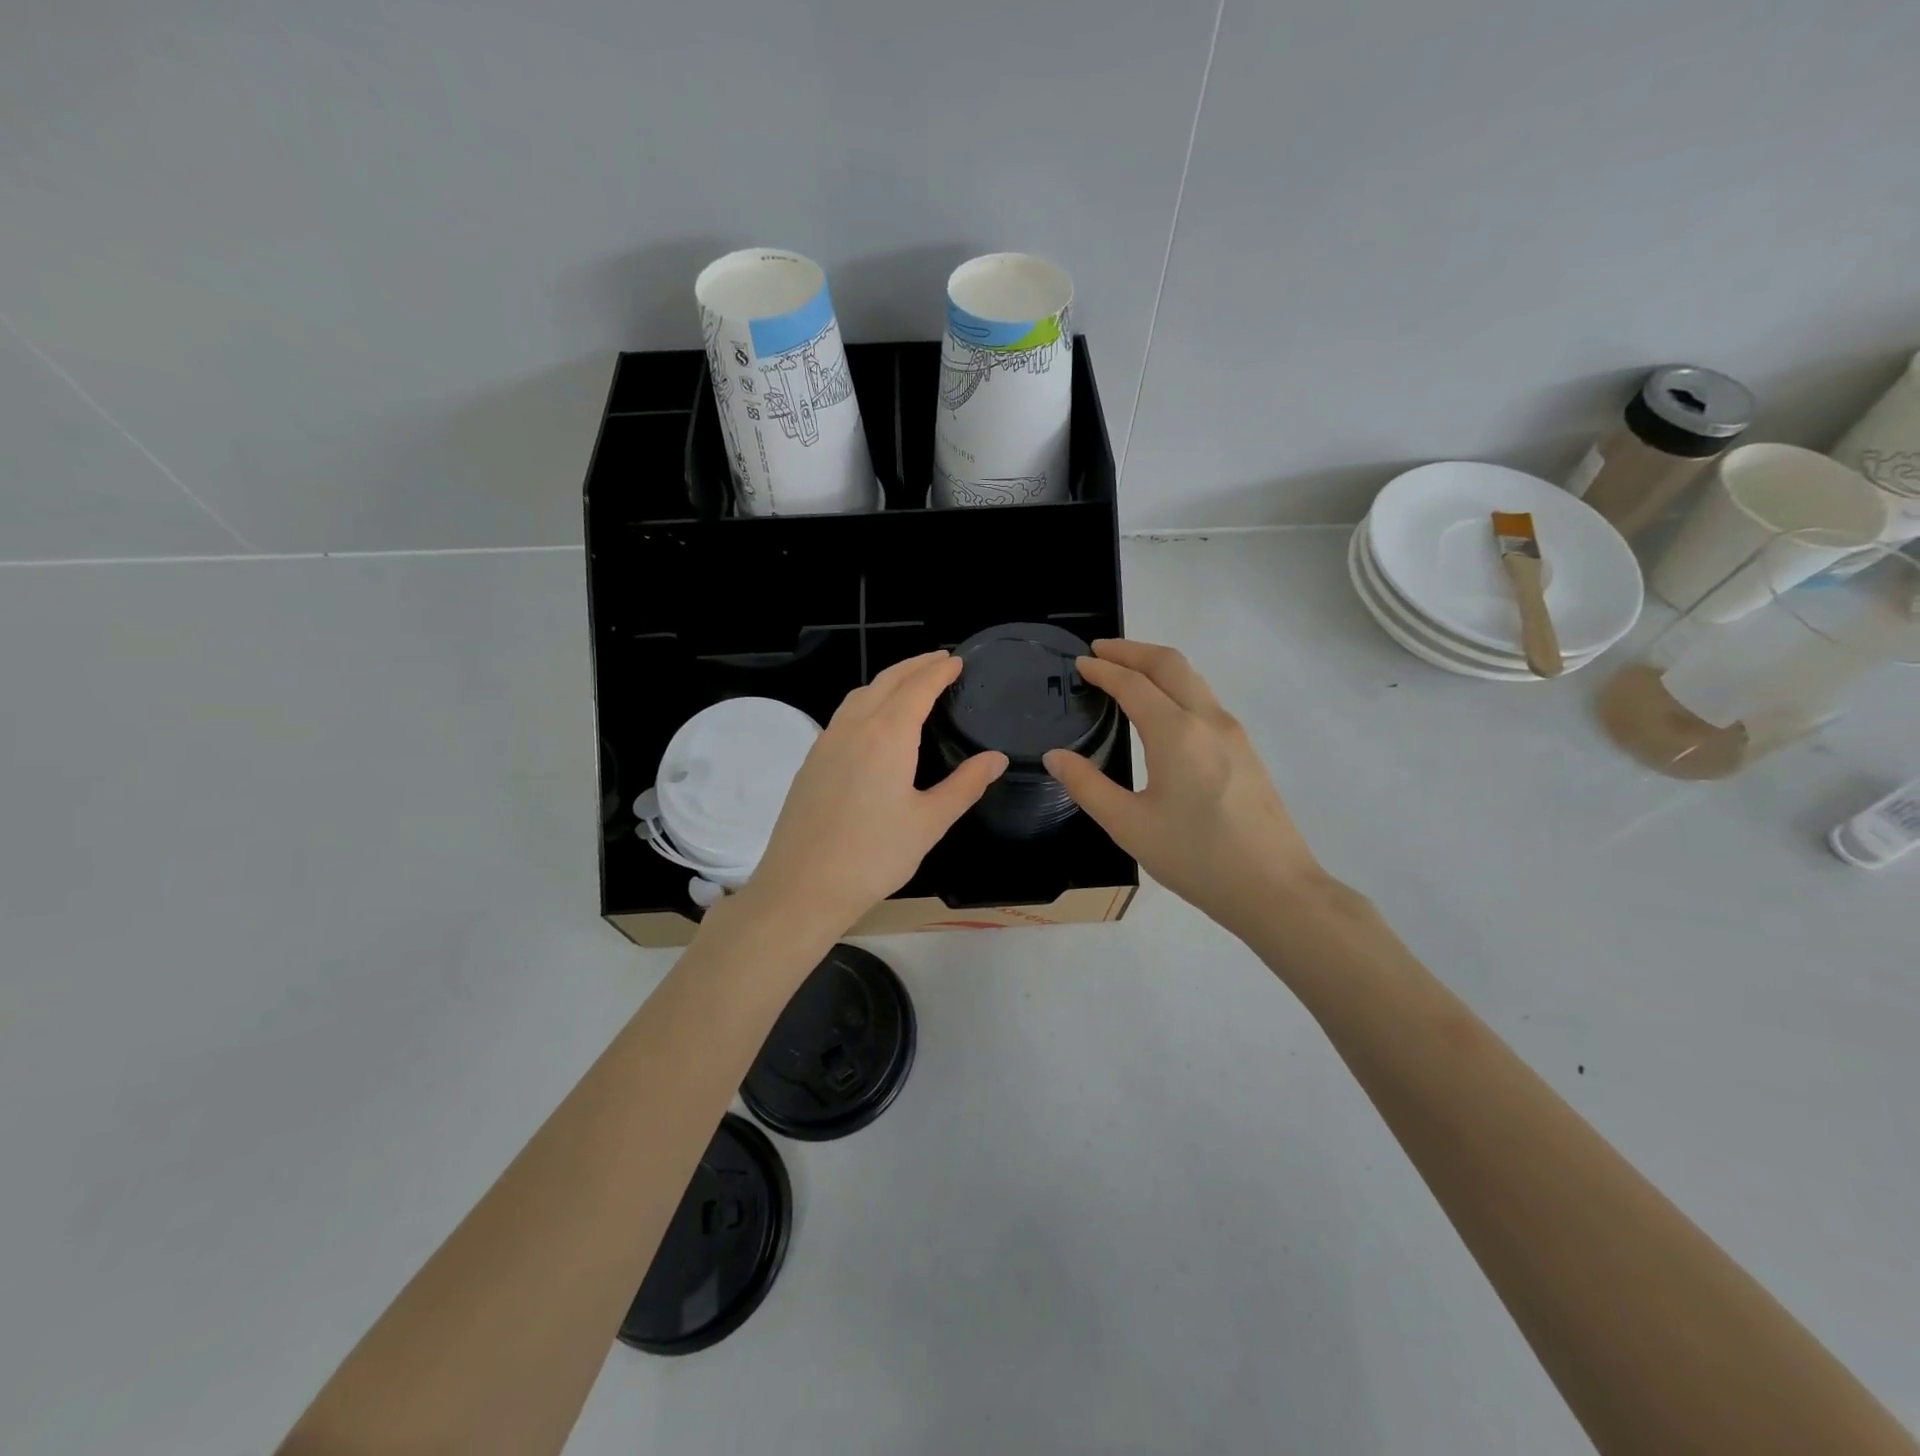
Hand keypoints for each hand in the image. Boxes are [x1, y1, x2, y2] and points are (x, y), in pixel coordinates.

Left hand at [741, 652, 1006, 938]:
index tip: (957, 660)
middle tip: (940, 660)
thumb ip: (965, 785)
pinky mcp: (811, 762)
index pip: (917, 688)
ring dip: (888, 680)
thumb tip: (997, 758)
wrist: (802, 887)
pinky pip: (843, 715)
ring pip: (860, 695)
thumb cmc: (875, 856)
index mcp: (887, 735)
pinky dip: (866, 701)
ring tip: (910, 683)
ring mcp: (826, 743)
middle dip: (915, 665)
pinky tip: (874, 723)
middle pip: (886, 681)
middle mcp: (854, 728)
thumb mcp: (930, 822)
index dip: (939, 671)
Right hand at [1043, 639, 1328, 937]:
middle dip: (1132, 650)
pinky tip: (1163, 712)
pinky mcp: (1246, 751)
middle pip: (1169, 664)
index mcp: (1176, 733)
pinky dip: (1177, 688)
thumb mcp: (1129, 825)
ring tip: (1127, 673)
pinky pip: (1205, 701)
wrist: (1274, 888)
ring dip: (1157, 666)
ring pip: (1193, 679)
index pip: (1133, 684)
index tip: (1079, 664)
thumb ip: (1087, 786)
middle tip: (1101, 651)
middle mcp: (1208, 720)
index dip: (1103, 670)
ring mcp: (1233, 734)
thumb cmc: (1196, 857)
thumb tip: (1055, 757)